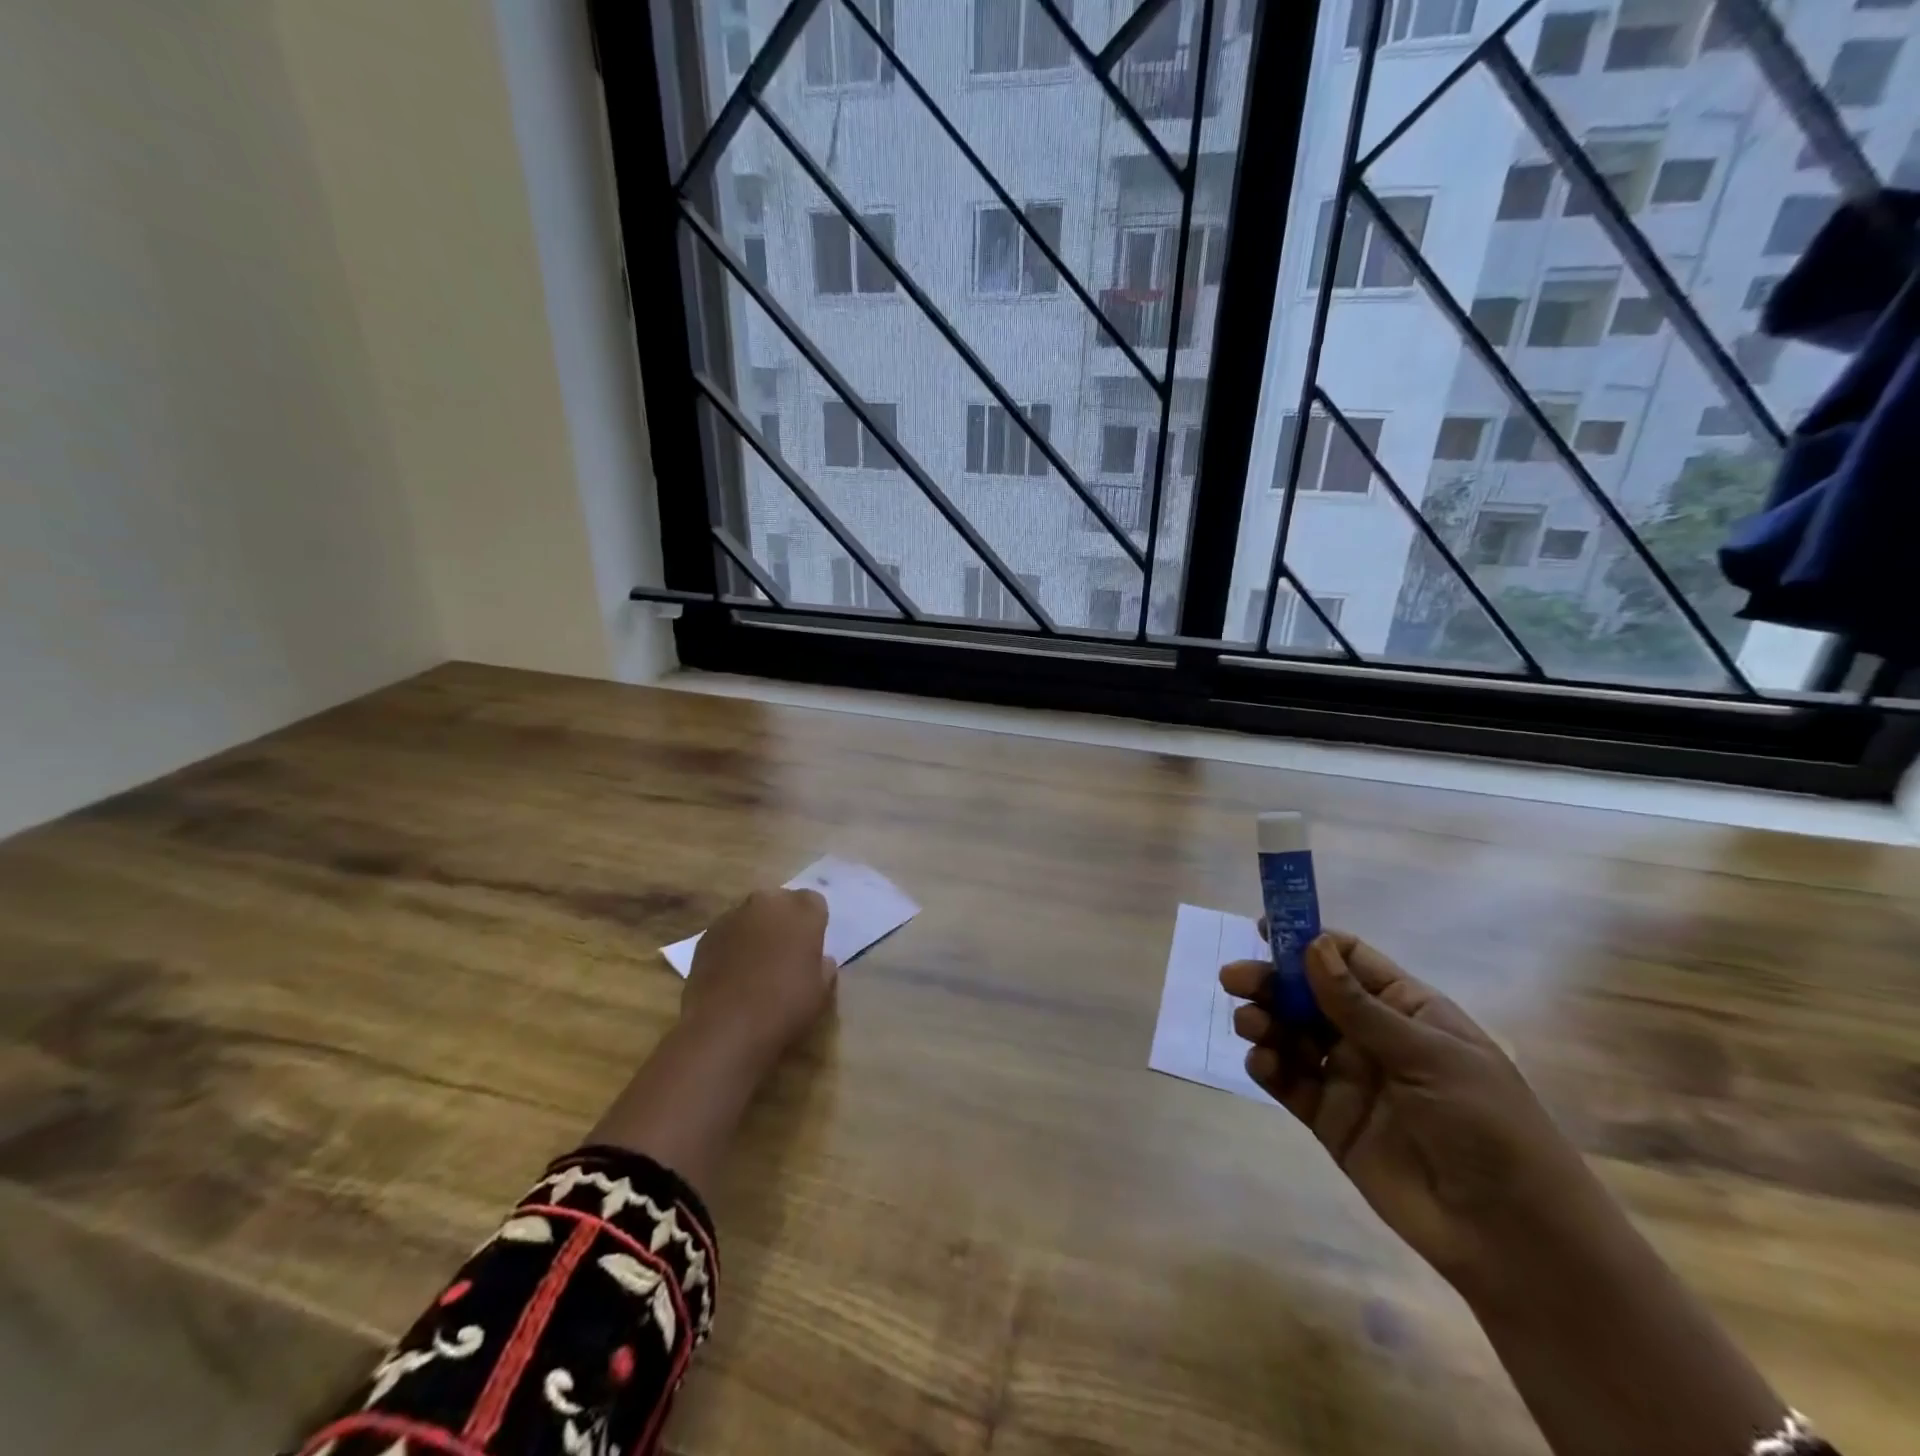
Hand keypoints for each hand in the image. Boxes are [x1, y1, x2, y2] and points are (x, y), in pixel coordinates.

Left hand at [683, 888, 837, 1061]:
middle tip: (785, 953)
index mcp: (802, 911)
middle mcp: (768, 903)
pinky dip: (732, 945)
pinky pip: (727, 933)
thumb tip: (820, 960)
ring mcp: (733, 916)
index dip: (814, 923)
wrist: (725, 1028)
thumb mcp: (822, 993)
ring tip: (755, 965)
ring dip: (756, 931)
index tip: (811, 947)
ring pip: (751, 916)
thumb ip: (824, 967)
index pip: (814, 902)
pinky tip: (732, 974)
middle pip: (780, 902)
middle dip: (784, 921)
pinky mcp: (706, 935)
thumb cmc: (784, 1007)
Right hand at [1221, 932, 1601, 1288]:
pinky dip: (1268, 1066)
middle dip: (1272, 982)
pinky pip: (1289, 1082)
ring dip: (1265, 1021)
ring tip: (1249, 1024)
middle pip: (1309, 995)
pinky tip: (1262, 1061)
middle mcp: (1372, 1037)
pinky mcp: (1329, 1119)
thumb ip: (1359, 1006)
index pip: (1349, 961)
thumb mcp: (1428, 1055)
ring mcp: (1349, 1078)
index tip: (1264, 929)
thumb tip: (1311, 945)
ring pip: (1292, 1034)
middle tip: (1234, 979)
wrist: (1512, 1238)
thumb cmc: (1486, 1126)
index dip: (1308, 941)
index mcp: (1407, 1010)